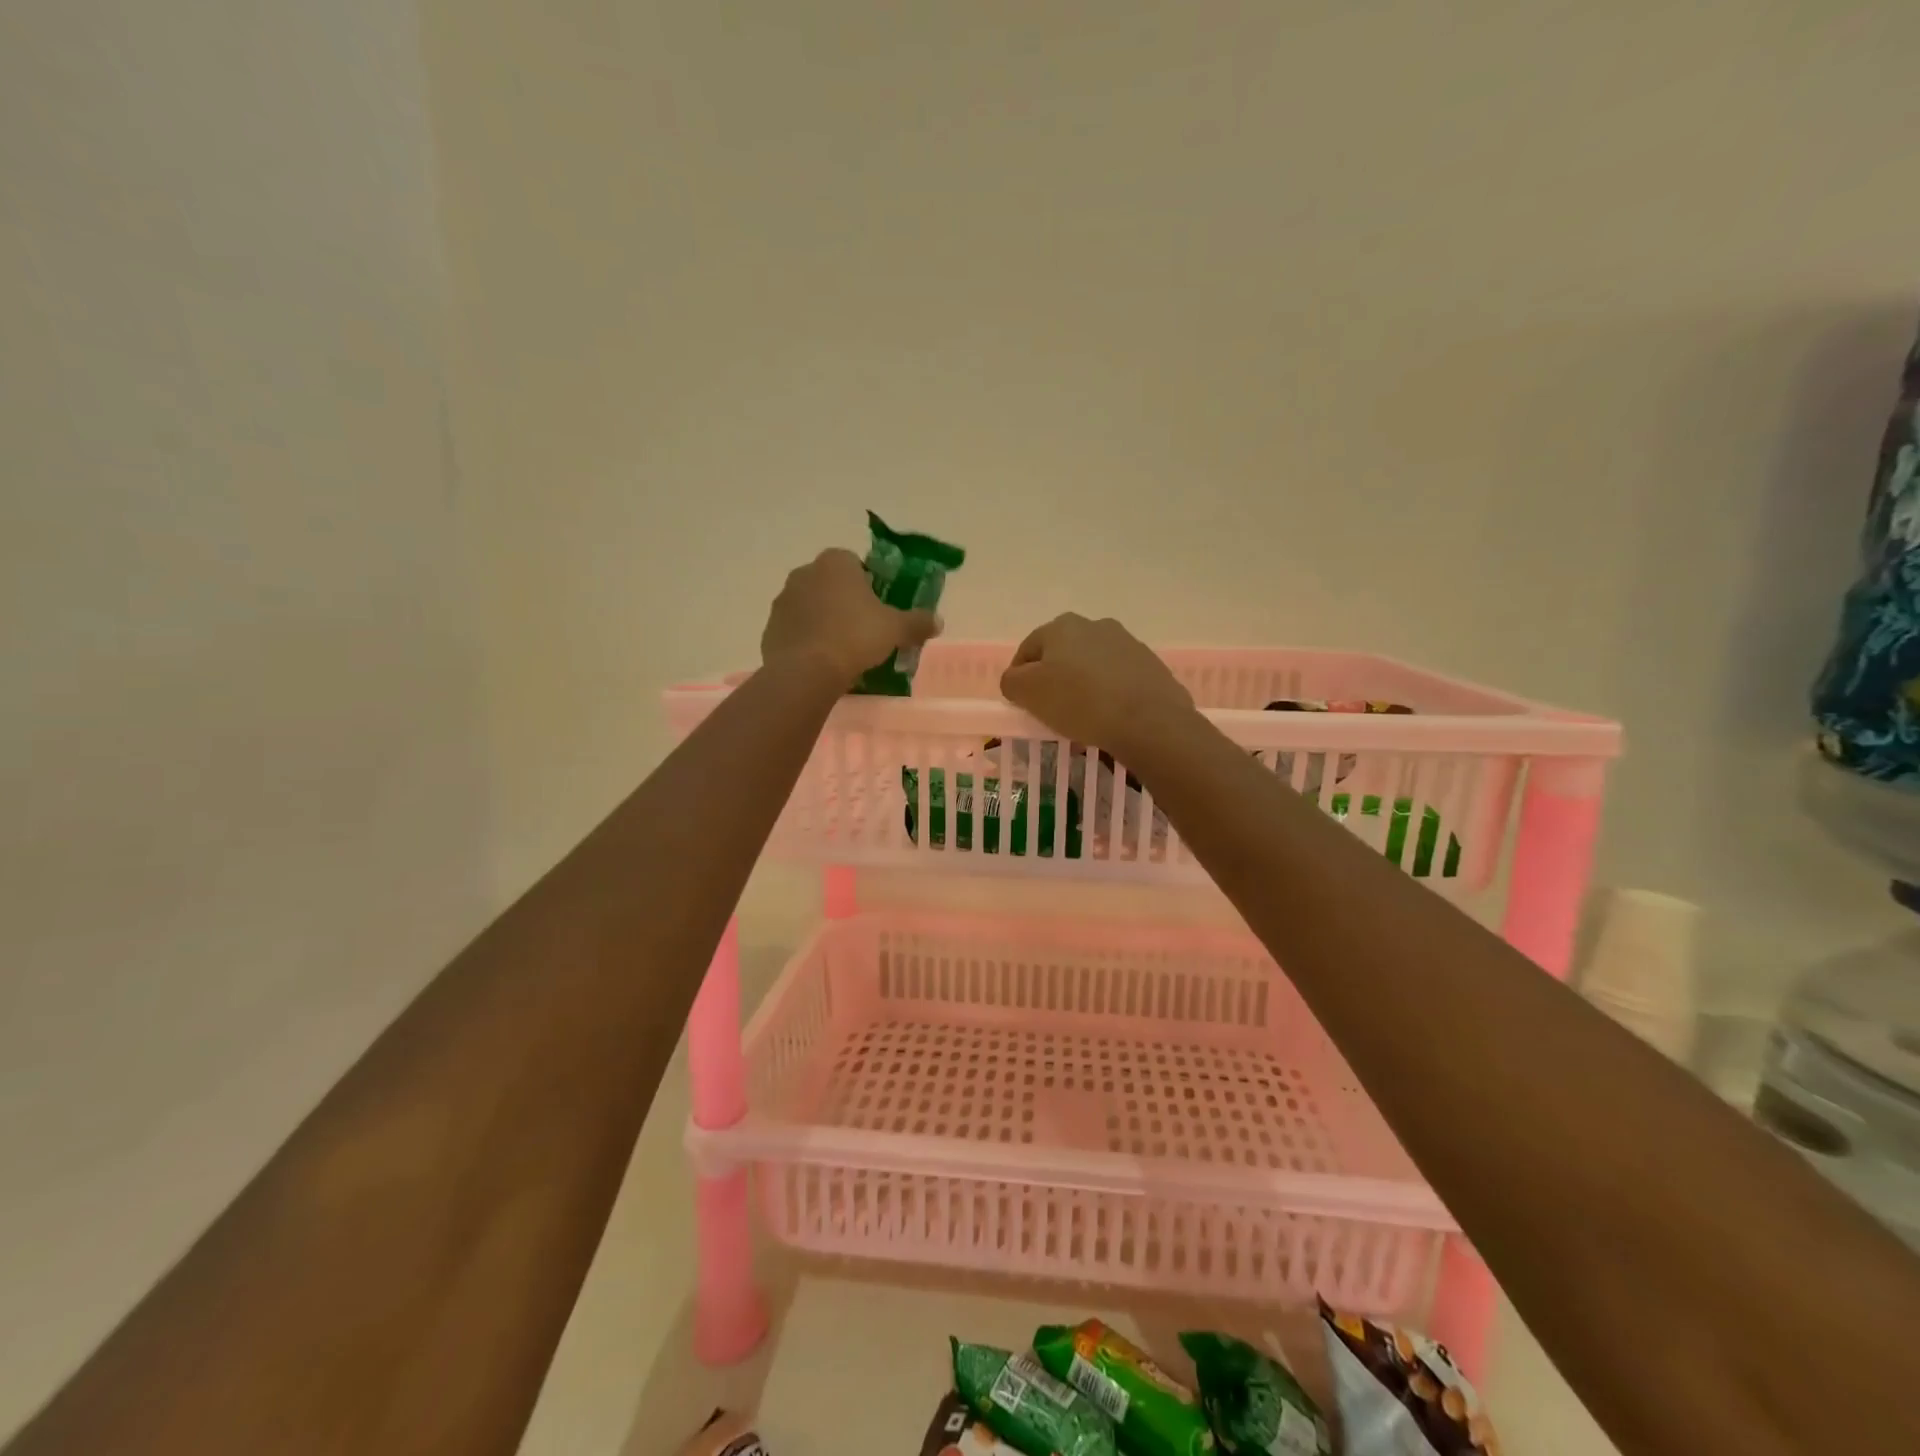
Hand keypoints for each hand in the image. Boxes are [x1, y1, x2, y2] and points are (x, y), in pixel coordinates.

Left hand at [761, 549, 940, 686]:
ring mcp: (783, 600)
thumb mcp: (896, 629)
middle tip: (864, 631)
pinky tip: (821, 662)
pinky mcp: (770, 628)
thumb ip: (917, 622)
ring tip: (843, 651)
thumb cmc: (855, 637)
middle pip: (832, 584)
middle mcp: (805, 572)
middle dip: (846, 603)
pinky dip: (808, 641)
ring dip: (825, 621)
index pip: (855, 564)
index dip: (869, 585)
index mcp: (836, 562)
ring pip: (812, 607)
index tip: (878, 609)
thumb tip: (937, 621)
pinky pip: (796, 630)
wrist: (806, 670)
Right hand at [999, 613, 1193, 753]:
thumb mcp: (1028, 693)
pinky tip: (1109, 718)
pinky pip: (1119, 681)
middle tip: (1051, 711)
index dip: (1019, 678)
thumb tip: (1016, 680)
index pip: (1028, 650)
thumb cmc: (1080, 702)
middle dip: (1054, 680)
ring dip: (1083, 686)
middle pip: (1062, 655)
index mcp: (1062, 626)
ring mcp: (1128, 644)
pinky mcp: (1151, 667)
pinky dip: (1110, 695)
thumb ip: (1012, 681)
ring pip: (1092, 667)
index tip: (1022, 705)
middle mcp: (1096, 626)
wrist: (1149, 721)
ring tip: (1083, 719)